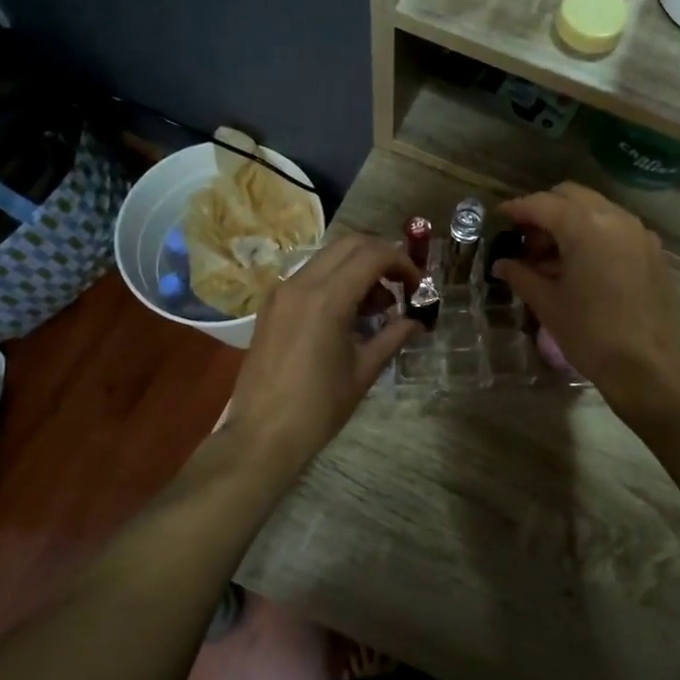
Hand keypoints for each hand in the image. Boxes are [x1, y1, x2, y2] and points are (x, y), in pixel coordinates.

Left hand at [223, 234, 420, 475]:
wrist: (262, 435)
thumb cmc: (318, 408)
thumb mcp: (363, 371)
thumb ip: (393, 336)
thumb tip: (416, 321)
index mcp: (327, 298)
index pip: (373, 255)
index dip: (403, 264)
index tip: (418, 287)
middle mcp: (301, 284)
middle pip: (350, 244)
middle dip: (382, 256)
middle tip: (401, 285)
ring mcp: (281, 292)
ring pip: (328, 257)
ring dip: (357, 267)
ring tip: (377, 305)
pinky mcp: (271, 306)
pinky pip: (309, 276)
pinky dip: (335, 280)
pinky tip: (347, 313)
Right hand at [491, 183, 679, 413]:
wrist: (646, 366)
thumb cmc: (589, 333)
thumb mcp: (547, 303)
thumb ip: (521, 275)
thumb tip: (502, 264)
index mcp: (585, 226)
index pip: (542, 204)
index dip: (517, 209)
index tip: (500, 217)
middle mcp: (614, 217)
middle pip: (571, 196)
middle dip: (545, 210)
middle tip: (526, 239)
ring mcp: (638, 232)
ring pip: (595, 208)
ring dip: (569, 221)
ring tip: (550, 256)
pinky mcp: (651, 250)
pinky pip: (615, 227)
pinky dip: (593, 233)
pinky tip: (580, 264)